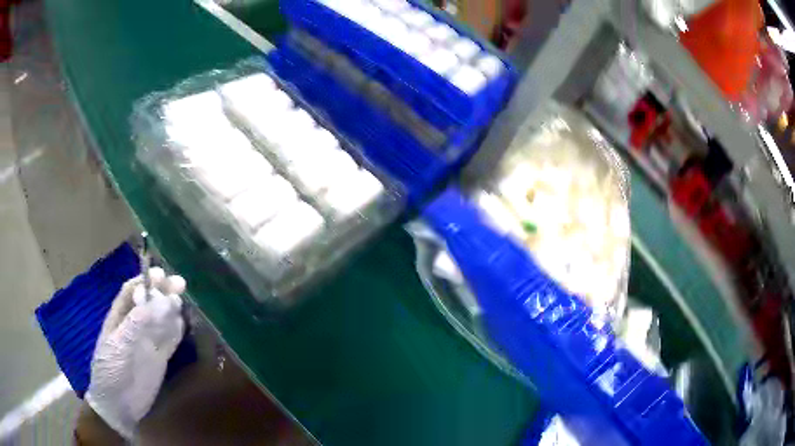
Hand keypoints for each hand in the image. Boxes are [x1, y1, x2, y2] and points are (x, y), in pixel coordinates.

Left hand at [85, 268, 185, 438]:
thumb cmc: (110, 371)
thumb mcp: (119, 345)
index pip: (132, 292)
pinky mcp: (160, 357)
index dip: (145, 281)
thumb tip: (160, 300)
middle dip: (163, 291)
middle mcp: (135, 326)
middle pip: (150, 302)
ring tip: (181, 303)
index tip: (161, 276)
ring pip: (162, 318)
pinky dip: (177, 330)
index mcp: (119, 317)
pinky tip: (182, 324)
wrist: (118, 407)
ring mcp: (148, 342)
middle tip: (180, 284)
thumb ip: (137, 324)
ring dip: (172, 308)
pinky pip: (170, 339)